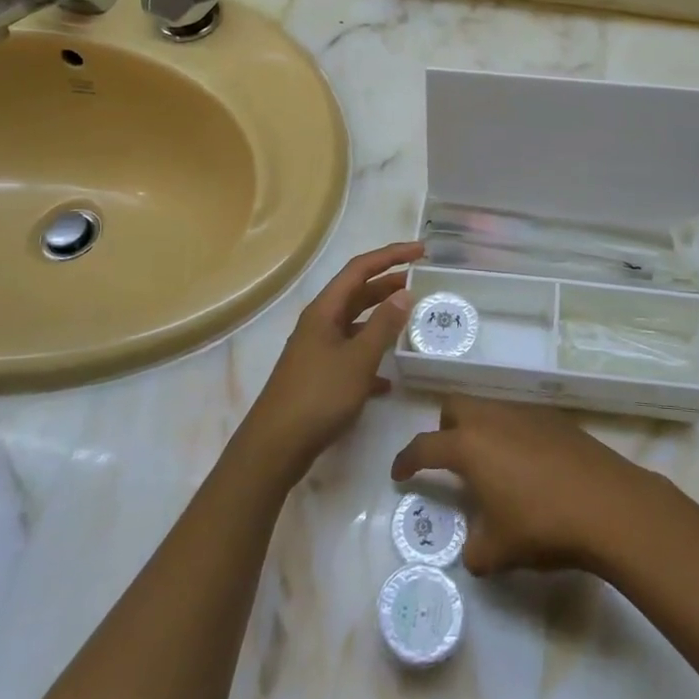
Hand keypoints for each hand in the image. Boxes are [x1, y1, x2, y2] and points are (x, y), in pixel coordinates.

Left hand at [240, 241, 422, 480]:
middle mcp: (319, 323)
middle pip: (357, 293)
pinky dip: (371, 358)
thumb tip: (404, 292)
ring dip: (382, 320)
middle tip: (422, 282)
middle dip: (388, 284)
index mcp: (324, 310)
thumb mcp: (358, 359)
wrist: (275, 447)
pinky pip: (351, 356)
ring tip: (412, 320)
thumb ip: (383, 325)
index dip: (391, 255)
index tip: (421, 251)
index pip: (360, 269)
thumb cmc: (318, 396)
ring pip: (356, 325)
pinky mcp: (319, 377)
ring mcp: (317, 350)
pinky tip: (390, 379)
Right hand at [391, 395, 654, 575]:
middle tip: (450, 462)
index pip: (425, 446)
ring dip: (480, 431)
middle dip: (445, 429)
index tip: (399, 473)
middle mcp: (492, 418)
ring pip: (489, 409)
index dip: (406, 460)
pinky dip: (511, 435)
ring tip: (492, 468)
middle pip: (455, 407)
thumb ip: (475, 550)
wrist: (609, 505)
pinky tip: (529, 467)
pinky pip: (519, 418)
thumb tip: (474, 550)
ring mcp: (526, 413)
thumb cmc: (543, 525)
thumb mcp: (498, 551)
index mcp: (469, 446)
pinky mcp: (555, 419)